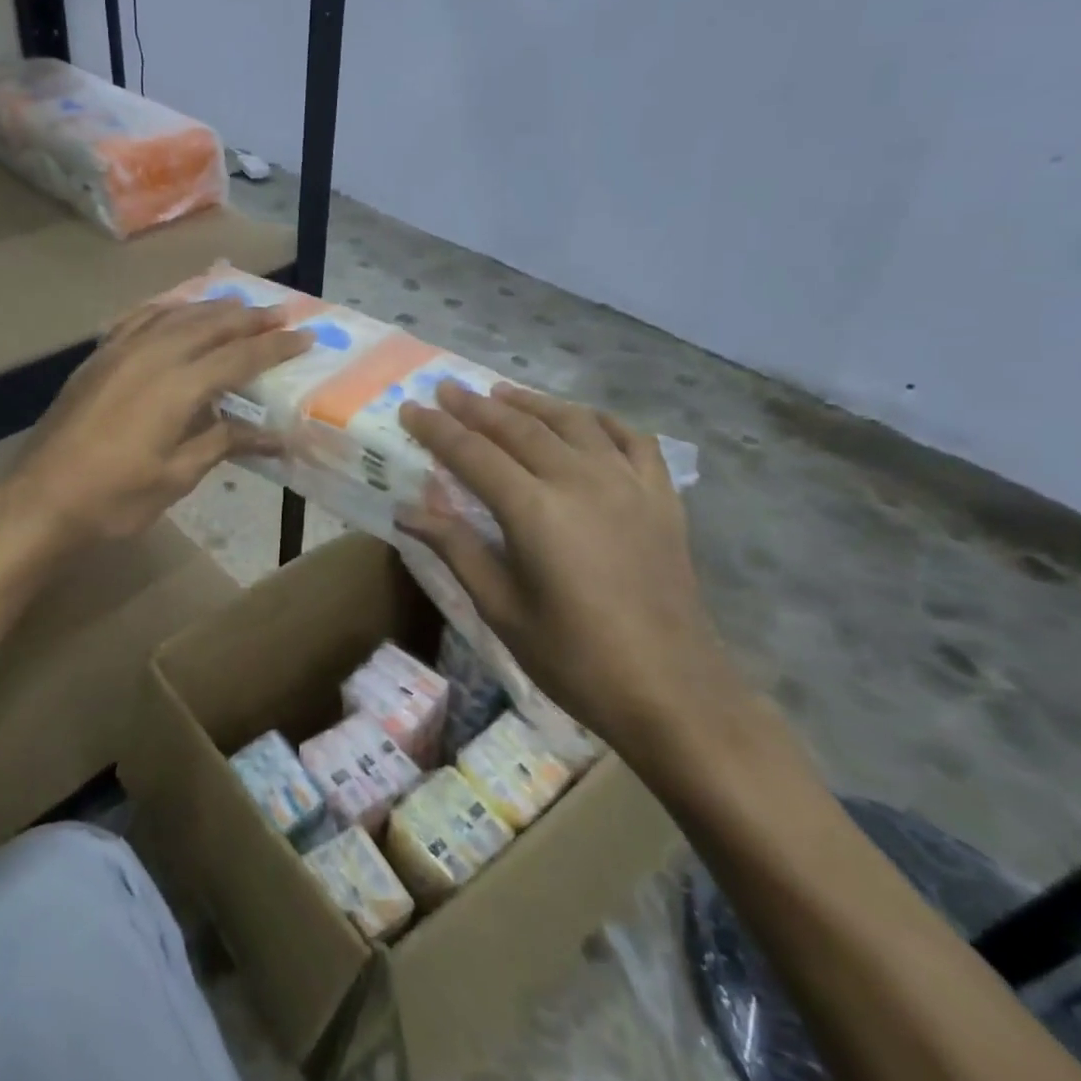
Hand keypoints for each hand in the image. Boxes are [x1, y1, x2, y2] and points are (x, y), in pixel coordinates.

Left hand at [2, 297, 311, 549]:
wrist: (41, 500)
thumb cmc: (116, 498)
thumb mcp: (178, 476)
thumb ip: (224, 443)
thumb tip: (275, 437)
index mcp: (179, 386)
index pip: (240, 357)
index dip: (276, 347)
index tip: (305, 336)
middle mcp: (152, 355)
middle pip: (210, 325)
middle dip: (249, 318)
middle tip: (281, 313)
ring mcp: (120, 351)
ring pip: (175, 314)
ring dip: (211, 307)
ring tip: (238, 304)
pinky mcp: (97, 357)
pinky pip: (138, 318)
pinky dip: (166, 308)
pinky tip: (175, 309)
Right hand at [398, 383, 746, 760]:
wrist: (673, 691)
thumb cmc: (575, 659)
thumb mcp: (502, 610)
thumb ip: (457, 549)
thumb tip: (407, 512)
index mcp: (536, 511)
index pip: (474, 454)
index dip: (438, 429)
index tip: (410, 407)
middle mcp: (581, 481)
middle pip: (520, 428)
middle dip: (477, 406)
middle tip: (447, 389)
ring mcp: (628, 484)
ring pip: (573, 422)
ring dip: (532, 403)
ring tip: (502, 392)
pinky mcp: (661, 497)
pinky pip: (631, 439)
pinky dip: (599, 420)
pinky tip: (582, 418)